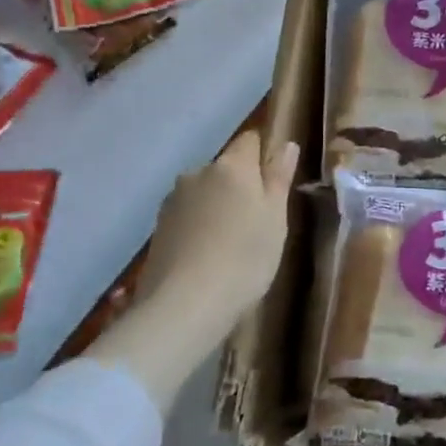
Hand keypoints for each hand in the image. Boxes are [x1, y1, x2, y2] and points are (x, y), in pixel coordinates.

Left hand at [133, 130, 298, 322]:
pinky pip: (188, 216)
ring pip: (204, 193)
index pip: (250, 140)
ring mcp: (173, 201)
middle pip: (226, 169)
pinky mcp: (158, 228)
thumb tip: (287, 144)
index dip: (263, 156)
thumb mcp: (275, 218)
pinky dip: (199, 228)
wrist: (185, 304)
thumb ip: (279, 177)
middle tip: (258, 223)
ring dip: (218, 207)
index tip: (274, 185)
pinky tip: (207, 257)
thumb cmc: (245, 257)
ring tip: (230, 245)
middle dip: (240, 186)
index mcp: (231, 166)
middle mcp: (198, 173)